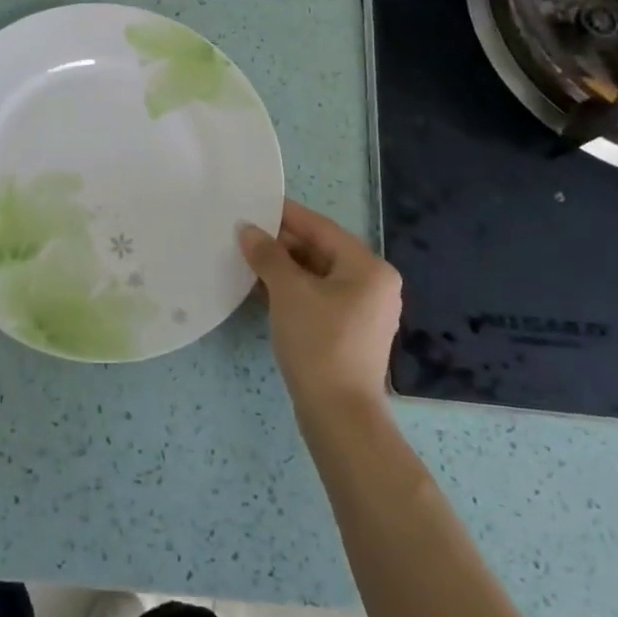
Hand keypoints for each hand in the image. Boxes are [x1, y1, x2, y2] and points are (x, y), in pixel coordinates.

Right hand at [240, 199, 403, 413]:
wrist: (338, 413)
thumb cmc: (318, 343)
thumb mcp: (288, 293)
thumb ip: (268, 255)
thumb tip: (247, 229)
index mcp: (368, 267)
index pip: (321, 228)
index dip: (286, 214)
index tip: (254, 203)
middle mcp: (373, 284)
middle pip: (321, 250)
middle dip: (282, 243)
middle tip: (244, 233)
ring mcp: (364, 310)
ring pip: (318, 275)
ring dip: (284, 266)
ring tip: (247, 257)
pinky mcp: (350, 332)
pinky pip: (319, 297)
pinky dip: (293, 289)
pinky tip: (262, 288)